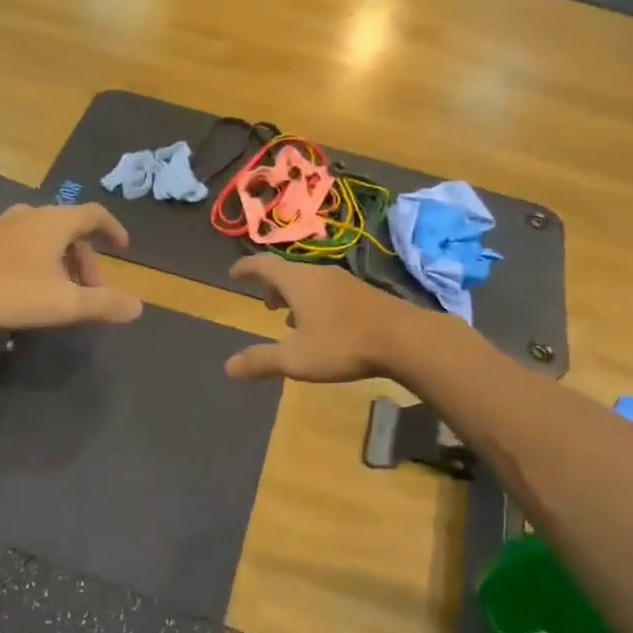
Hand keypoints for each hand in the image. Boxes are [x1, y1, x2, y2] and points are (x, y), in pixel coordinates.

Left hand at [0, 204, 142, 337]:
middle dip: (87, 259)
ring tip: (62, 293)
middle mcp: (31, 216)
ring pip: (45, 238)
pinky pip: (23, 245)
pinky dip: (38, 261)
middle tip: (91, 291)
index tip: (124, 248)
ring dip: (62, 262)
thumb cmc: (9, 290)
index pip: (94, 214)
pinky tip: (28, 289)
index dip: (113, 228)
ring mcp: (2, 227)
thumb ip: (103, 304)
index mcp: (55, 221)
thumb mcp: (64, 303)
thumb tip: (138, 306)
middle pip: (70, 229)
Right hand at [224, 255, 433, 382]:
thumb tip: (228, 367)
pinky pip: (329, 291)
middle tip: (265, 304)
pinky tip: (324, 327)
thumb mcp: (296, 358)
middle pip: (288, 272)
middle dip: (272, 286)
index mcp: (298, 281)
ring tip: (290, 320)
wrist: (404, 338)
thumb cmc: (342, 344)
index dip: (246, 267)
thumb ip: (261, 361)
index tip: (234, 273)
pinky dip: (315, 302)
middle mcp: (319, 274)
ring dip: (295, 296)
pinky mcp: (365, 293)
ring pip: (310, 282)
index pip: (264, 264)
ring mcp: (345, 281)